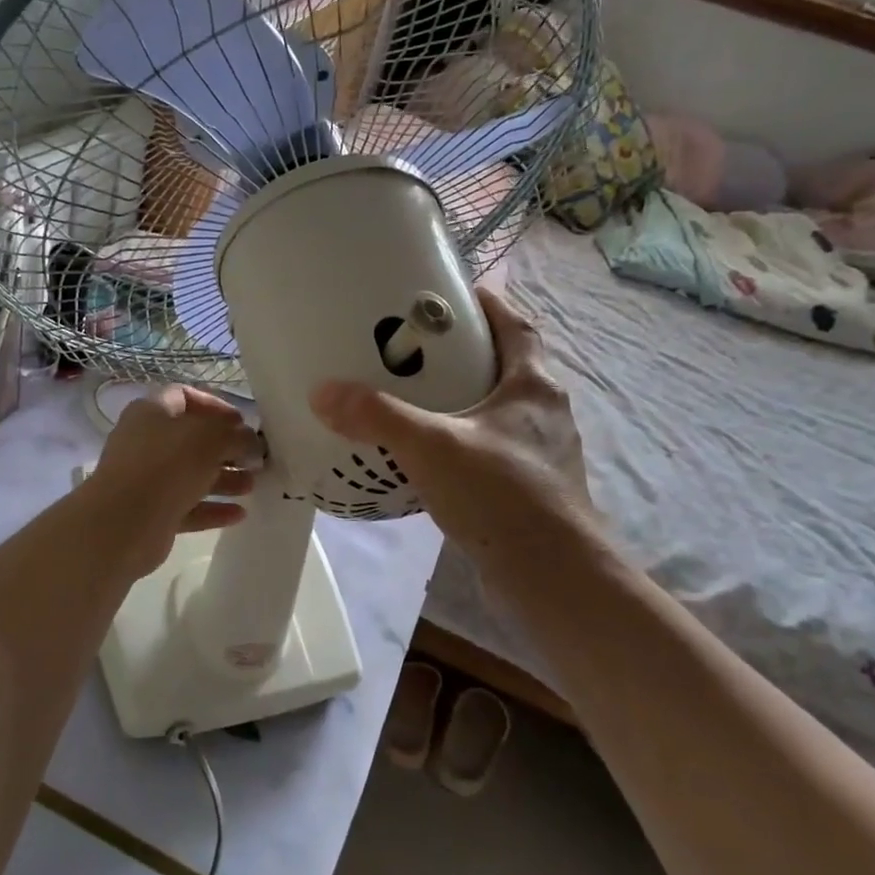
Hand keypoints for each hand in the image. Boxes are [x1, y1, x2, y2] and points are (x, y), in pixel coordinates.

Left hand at [84, 385, 260, 576]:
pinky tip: (240, 514)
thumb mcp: (211, 438)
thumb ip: (237, 435)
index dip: (216, 406)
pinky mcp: (152, 513)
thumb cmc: (167, 466)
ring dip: (224, 479)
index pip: (185, 396)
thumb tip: (251, 442)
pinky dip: (212, 508)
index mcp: (152, 412)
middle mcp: (146, 442)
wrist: (123, 523)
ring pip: (192, 474)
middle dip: (226, 448)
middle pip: (192, 439)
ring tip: (252, 485)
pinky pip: (188, 506)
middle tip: (255, 459)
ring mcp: (147, 479)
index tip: (242, 422)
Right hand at [310, 288, 591, 571]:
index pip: (516, 326)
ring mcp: (542, 455)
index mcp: (532, 387)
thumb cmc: (501, 496)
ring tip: (419, 403)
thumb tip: (322, 392)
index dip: (489, 305)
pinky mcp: (532, 490)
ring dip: (466, 403)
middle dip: (468, 355)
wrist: (552, 578)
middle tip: (418, 352)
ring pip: (500, 413)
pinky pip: (494, 452)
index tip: (453, 296)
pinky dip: (466, 445)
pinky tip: (434, 461)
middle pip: (508, 368)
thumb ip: (377, 417)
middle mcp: (545, 413)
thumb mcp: (431, 447)